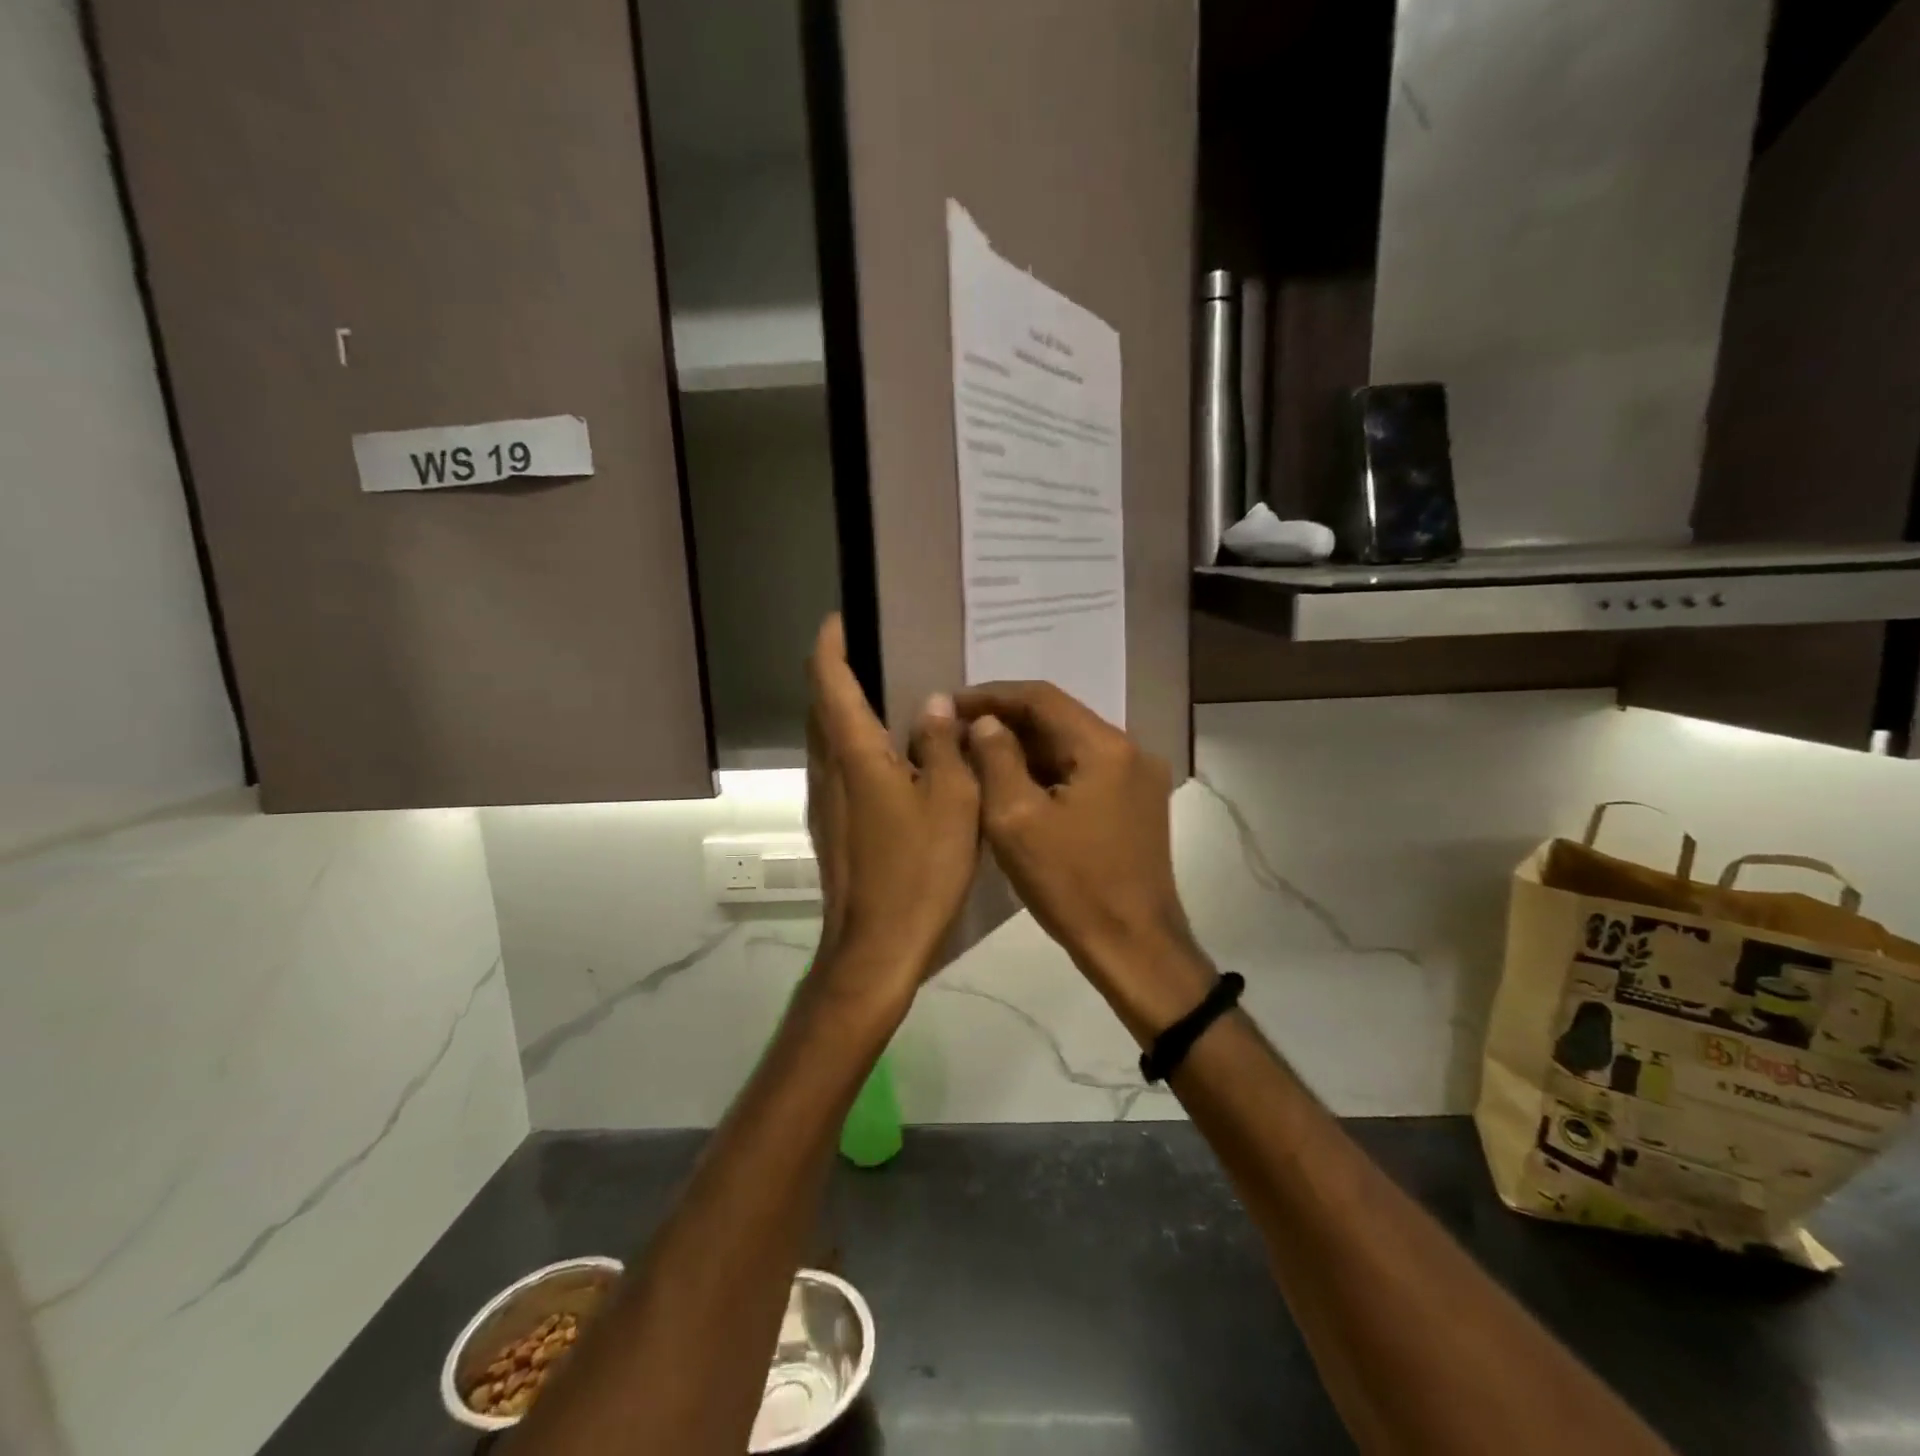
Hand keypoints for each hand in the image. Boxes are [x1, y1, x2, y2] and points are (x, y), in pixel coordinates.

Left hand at [804, 616, 980, 1009]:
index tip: (838, 619)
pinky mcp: (832, 829)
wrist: (875, 948)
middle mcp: (828, 771)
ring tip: (887, 699)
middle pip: (821, 708)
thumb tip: (934, 704)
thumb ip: (943, 746)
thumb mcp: (952, 802)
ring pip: (827, 740)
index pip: (829, 682)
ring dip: (846, 711)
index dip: (830, 645)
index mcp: (853, 755)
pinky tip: (892, 760)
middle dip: (836, 673)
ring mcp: (824, 803)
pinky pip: (839, 769)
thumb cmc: (917, 871)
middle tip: (874, 654)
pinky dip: (856, 747)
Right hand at [955, 682, 1212, 1037]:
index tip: (951, 704)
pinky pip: (1085, 771)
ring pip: (1071, 746)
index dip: (991, 695)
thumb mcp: (1016, 819)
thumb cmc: (1071, 885)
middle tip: (959, 731)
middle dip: (1007, 721)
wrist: (1134, 947)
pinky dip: (1048, 772)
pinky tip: (1016, 784)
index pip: (1041, 698)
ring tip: (978, 756)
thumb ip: (996, 759)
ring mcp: (1138, 779)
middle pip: (1059, 719)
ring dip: (1026, 748)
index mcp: (1105, 747)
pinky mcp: (1137, 804)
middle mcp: (1130, 751)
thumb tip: (987, 723)